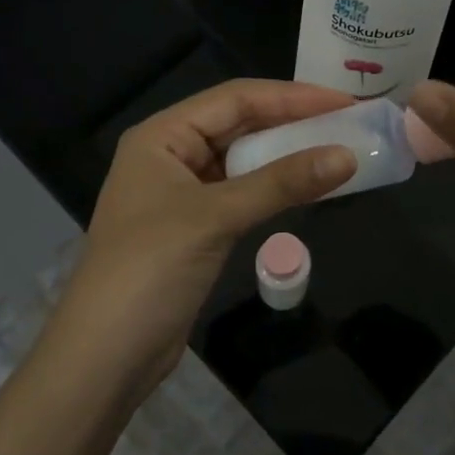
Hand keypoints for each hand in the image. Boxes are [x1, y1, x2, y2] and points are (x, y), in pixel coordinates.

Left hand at [52, 80, 357, 394]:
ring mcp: (182, 193)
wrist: (104, 358)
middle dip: (293, 122)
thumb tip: (348, 156)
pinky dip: (275, 188)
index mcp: (162, 136)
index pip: (235, 98)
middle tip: (349, 123)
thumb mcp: (216, 217)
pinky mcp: (196, 227)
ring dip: (287, 156)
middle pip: (240, 124)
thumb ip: (282, 183)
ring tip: (338, 150)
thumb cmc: (149, 270)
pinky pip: (243, 192)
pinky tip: (309, 188)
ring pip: (244, 160)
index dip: (291, 96)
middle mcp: (170, 155)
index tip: (344, 102)